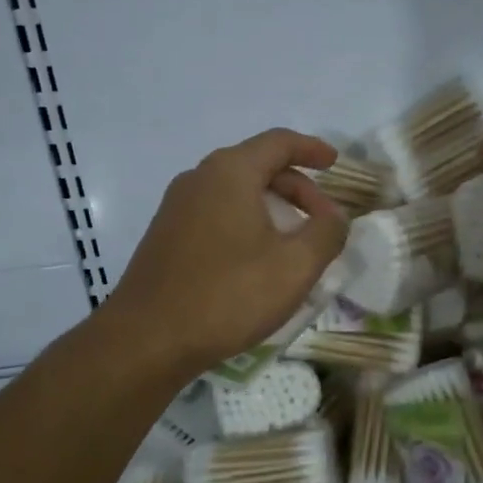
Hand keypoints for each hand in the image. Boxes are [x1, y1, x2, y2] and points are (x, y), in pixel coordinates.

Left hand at [101, 128, 349, 377]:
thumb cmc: (228, 295)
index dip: (312, 149)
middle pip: (257, 166)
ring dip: (271, 208)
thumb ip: (326, 233)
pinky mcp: (165, 235)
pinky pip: (216, 213)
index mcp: (230, 172)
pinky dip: (246, 222)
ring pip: (235, 192)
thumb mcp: (295, 266)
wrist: (146, 339)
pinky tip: (257, 260)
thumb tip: (335, 216)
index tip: (335, 164)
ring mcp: (176, 207)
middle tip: (322, 220)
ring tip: (294, 242)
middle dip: (297, 187)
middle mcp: (199, 178)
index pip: (279, 142)